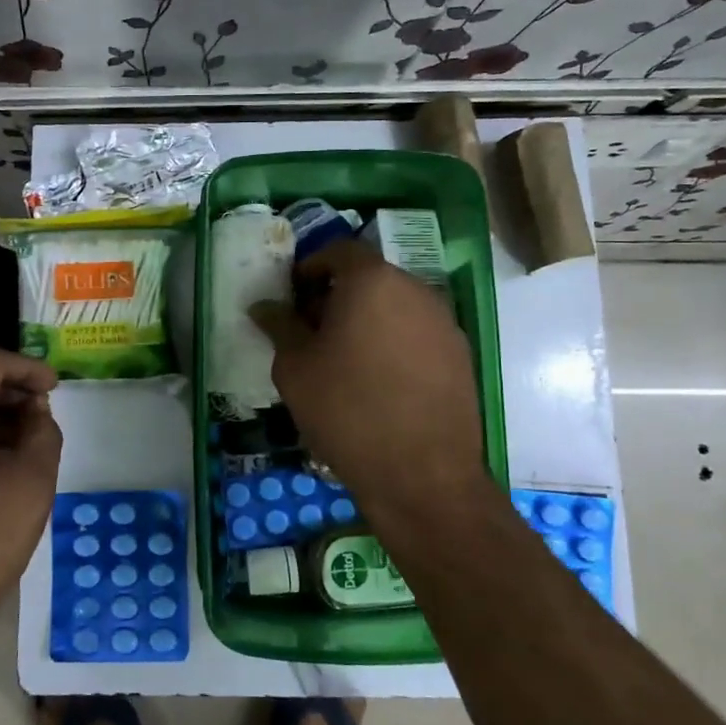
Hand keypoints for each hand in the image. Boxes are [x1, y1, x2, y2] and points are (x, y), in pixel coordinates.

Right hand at [251, 241, 489, 537]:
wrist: (421, 474)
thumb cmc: (346, 410)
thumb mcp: (295, 368)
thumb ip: (280, 326)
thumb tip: (265, 306)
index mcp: (372, 281)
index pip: (339, 250)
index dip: (312, 267)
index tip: (294, 296)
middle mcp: (415, 290)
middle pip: (370, 277)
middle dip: (338, 295)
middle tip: (312, 330)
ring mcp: (444, 323)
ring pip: (396, 306)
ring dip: (367, 319)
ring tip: (343, 359)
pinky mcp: (460, 355)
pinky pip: (417, 333)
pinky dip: (394, 342)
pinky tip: (377, 381)